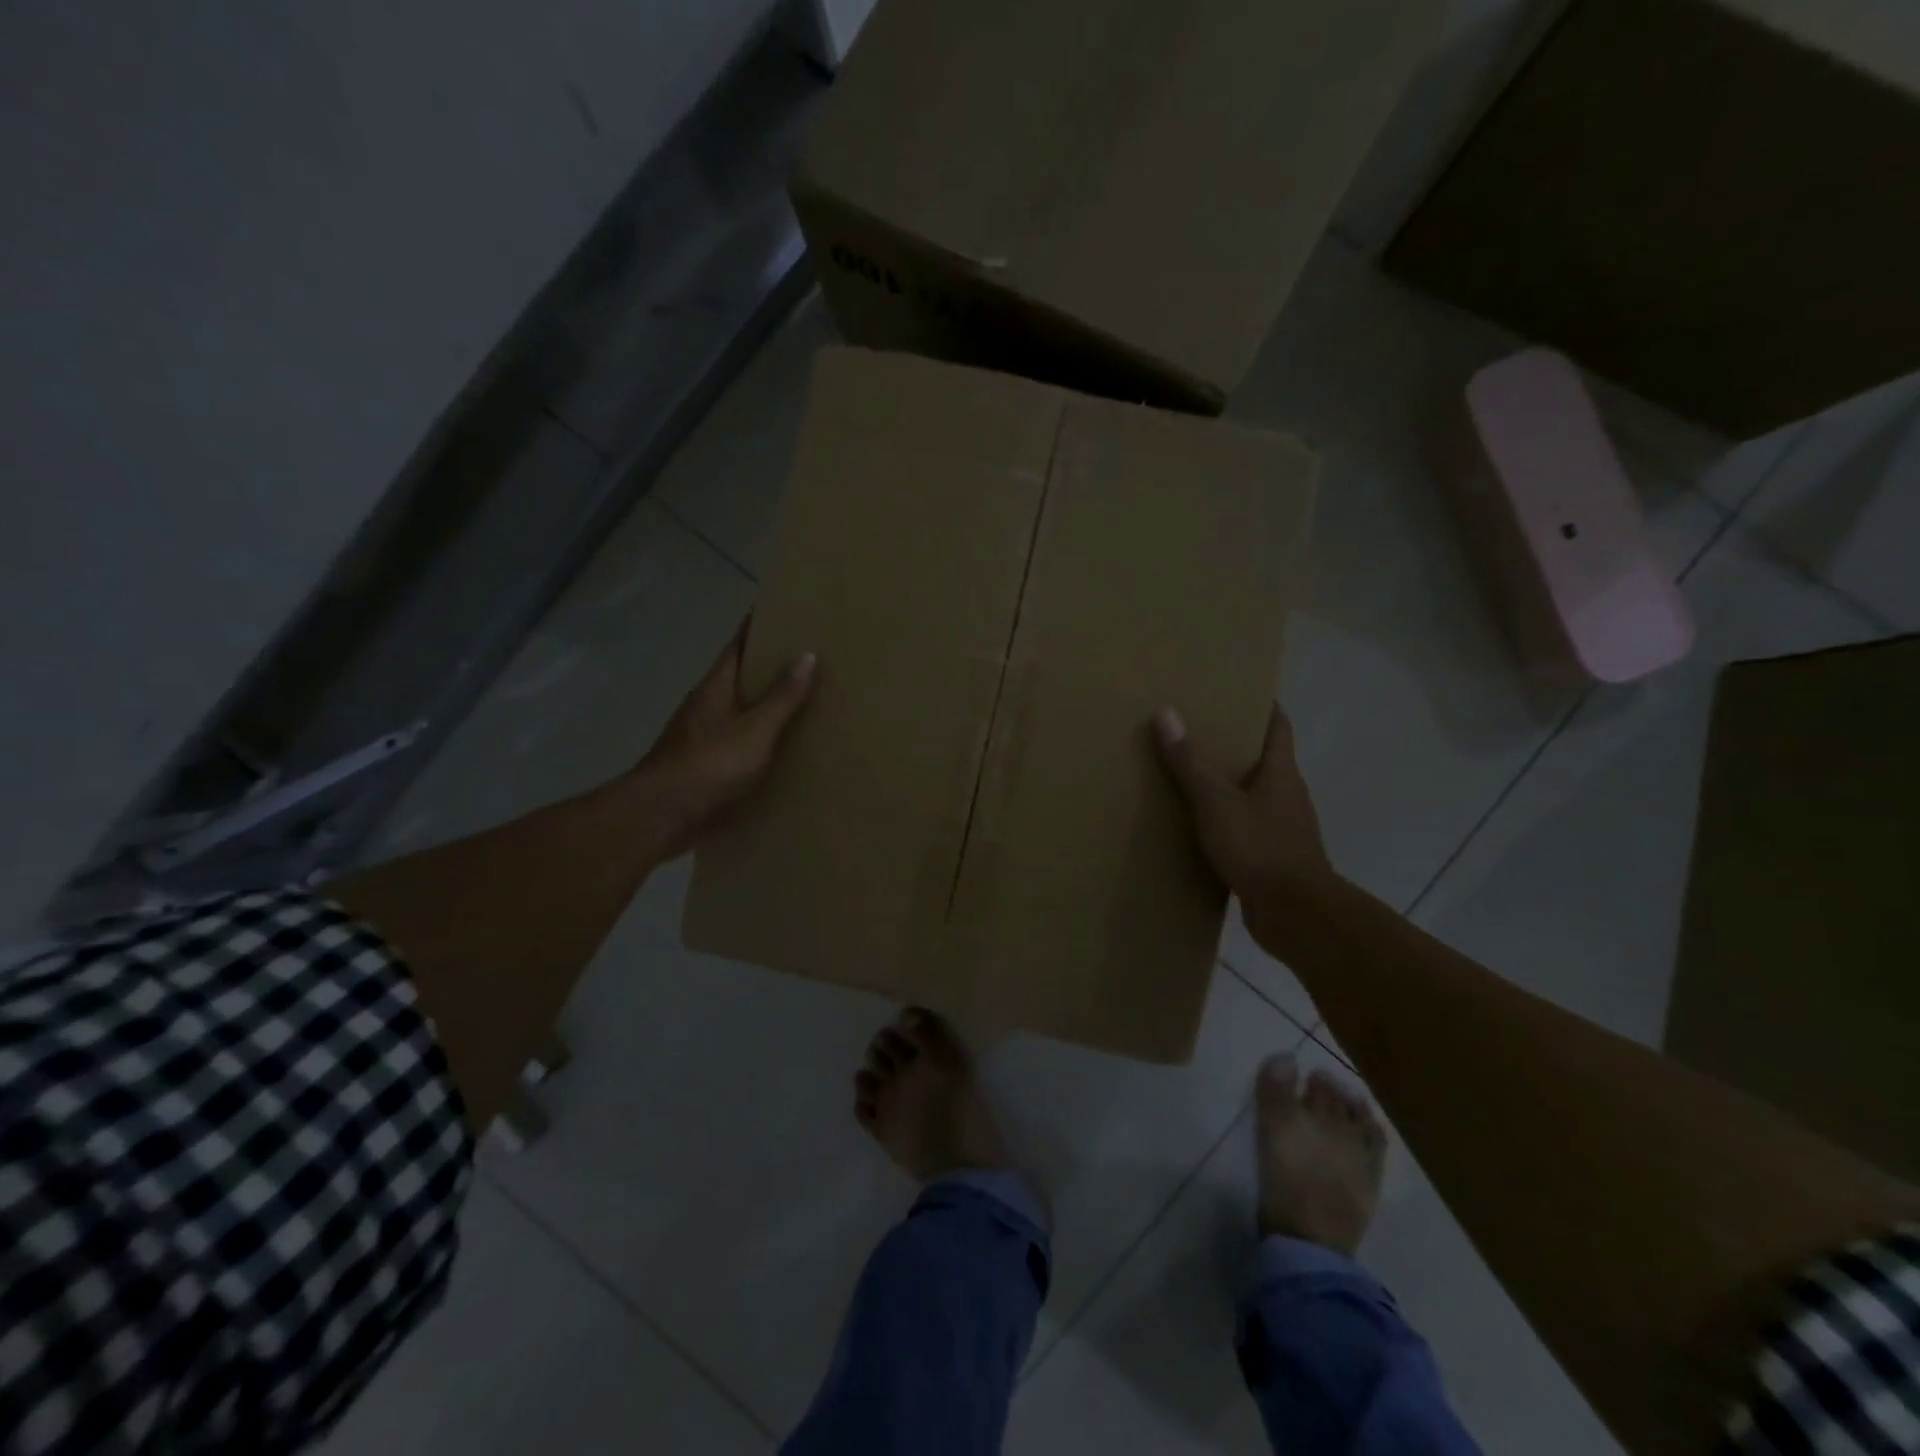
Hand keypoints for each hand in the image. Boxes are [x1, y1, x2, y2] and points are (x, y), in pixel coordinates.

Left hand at [626, 620, 815, 860]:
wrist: (661, 816)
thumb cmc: (710, 765)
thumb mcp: (756, 729)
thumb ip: (782, 696)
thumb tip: (807, 654)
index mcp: (715, 688)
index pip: (737, 646)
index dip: (756, 627)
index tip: (780, 612)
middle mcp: (704, 706)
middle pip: (737, 677)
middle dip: (765, 667)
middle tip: (804, 658)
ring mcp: (699, 737)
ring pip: (736, 711)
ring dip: (762, 706)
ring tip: (799, 703)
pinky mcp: (701, 767)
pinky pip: (736, 743)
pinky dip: (757, 739)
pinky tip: (777, 750)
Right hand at [1153, 704, 1335, 938]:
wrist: (1295, 914)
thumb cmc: (1259, 848)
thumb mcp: (1215, 802)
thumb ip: (1190, 762)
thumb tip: (1166, 713)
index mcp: (1281, 773)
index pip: (1278, 726)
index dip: (1262, 705)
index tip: (1237, 689)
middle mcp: (1288, 795)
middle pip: (1265, 759)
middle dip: (1236, 744)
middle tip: (1198, 730)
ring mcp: (1284, 829)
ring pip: (1255, 796)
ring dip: (1230, 785)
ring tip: (1191, 777)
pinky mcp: (1274, 858)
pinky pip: (1248, 829)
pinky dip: (1227, 821)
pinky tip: (1200, 827)